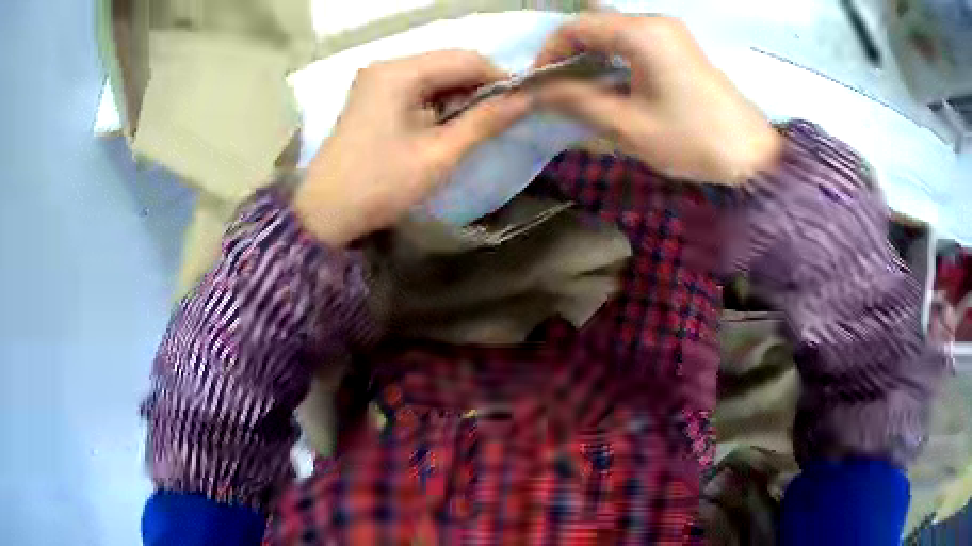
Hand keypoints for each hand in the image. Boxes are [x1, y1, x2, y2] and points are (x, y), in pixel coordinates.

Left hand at [295, 50, 530, 246]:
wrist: (325, 213)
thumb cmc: (382, 184)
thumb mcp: (439, 154)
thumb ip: (485, 121)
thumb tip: (526, 99)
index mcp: (399, 72)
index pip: (465, 59)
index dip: (500, 78)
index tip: (523, 103)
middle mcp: (387, 65)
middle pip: (448, 63)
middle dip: (480, 87)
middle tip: (503, 117)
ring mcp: (377, 80)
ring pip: (434, 75)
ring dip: (460, 96)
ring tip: (478, 124)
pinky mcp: (373, 96)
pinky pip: (417, 88)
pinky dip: (439, 102)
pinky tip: (448, 124)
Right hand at [534, 14, 780, 183]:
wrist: (751, 156)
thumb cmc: (692, 141)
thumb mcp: (628, 126)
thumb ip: (578, 101)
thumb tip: (537, 90)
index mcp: (641, 34)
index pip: (577, 27)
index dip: (550, 51)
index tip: (540, 83)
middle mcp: (654, 22)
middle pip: (595, 25)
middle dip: (569, 53)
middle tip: (558, 89)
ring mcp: (671, 32)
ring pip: (614, 33)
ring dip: (592, 56)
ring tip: (581, 90)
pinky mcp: (680, 46)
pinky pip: (635, 42)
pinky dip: (615, 58)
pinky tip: (612, 84)